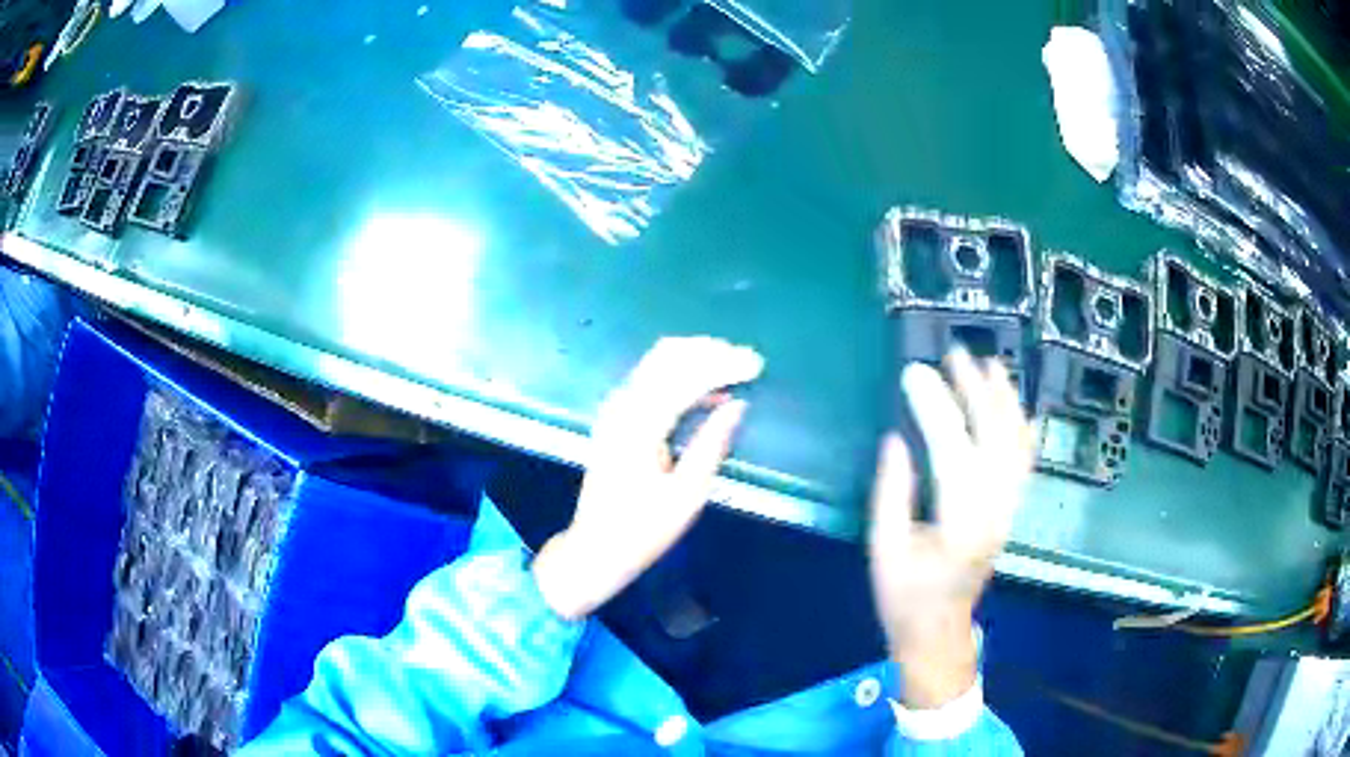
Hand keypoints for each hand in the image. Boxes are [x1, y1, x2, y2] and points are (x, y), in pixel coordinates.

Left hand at [533, 337, 763, 620]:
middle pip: (667, 355)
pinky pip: (650, 378)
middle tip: (747, 360)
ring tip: (734, 366)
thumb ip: (712, 444)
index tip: (756, 363)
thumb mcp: (687, 495)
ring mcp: (614, 408)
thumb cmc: (644, 528)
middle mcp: (622, 406)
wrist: (596, 546)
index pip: (685, 376)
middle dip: (710, 351)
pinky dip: (680, 373)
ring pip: (657, 361)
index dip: (723, 364)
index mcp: (640, 425)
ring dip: (696, 357)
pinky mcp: (615, 417)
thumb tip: (738, 405)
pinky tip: (708, 389)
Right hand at [869, 350, 1033, 707]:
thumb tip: (897, 439)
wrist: (939, 628)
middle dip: (976, 389)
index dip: (935, 406)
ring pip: (1018, 442)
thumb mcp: (885, 548)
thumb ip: (892, 492)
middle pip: (995, 436)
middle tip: (955, 354)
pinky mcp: (1012, 509)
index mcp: (959, 523)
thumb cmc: (904, 595)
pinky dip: (1022, 424)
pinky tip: (1014, 402)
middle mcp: (994, 509)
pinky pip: (1025, 459)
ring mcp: (1009, 508)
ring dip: (1005, 399)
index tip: (914, 372)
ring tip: (990, 364)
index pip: (953, 449)